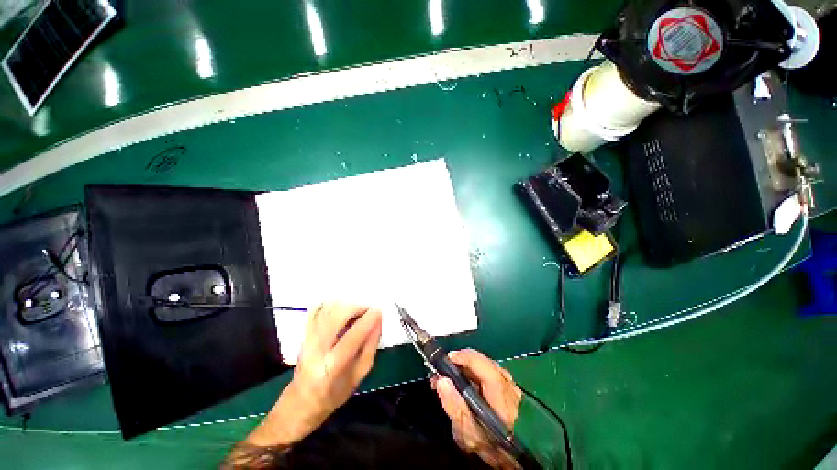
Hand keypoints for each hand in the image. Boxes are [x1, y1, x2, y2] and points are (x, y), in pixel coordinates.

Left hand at [246, 303, 382, 446]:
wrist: (301, 402)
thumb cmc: (334, 393)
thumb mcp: (359, 374)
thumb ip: (370, 347)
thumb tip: (378, 322)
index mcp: (332, 366)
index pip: (352, 337)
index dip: (367, 320)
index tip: (379, 311)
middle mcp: (316, 350)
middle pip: (336, 317)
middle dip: (356, 307)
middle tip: (368, 309)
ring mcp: (307, 340)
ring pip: (326, 311)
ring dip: (345, 305)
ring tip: (357, 310)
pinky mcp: (303, 334)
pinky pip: (316, 311)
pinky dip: (331, 304)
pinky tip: (341, 308)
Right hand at [432, 349, 522, 469]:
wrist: (512, 455)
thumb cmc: (490, 446)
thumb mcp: (468, 433)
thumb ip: (455, 407)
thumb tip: (441, 380)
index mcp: (503, 399)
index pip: (487, 370)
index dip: (468, 359)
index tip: (449, 357)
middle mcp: (510, 387)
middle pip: (485, 363)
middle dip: (463, 360)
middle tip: (444, 367)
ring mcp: (511, 385)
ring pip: (487, 365)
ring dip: (467, 364)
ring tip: (450, 372)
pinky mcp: (509, 386)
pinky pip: (489, 370)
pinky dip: (475, 370)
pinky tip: (464, 377)